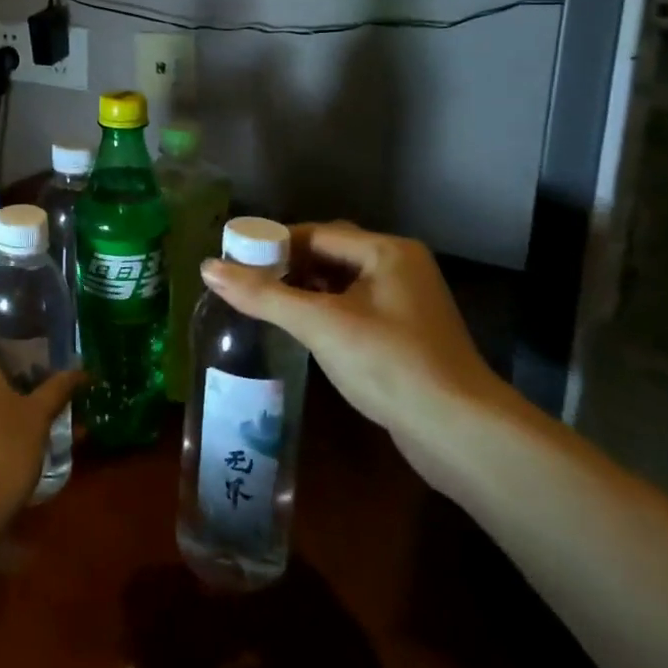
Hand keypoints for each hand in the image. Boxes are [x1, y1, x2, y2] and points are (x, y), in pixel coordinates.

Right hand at [200, 221, 519, 482]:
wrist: (460, 434)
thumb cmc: (389, 363)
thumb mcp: (319, 324)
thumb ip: (262, 295)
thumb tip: (207, 267)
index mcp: (386, 250)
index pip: (317, 234)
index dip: (273, 244)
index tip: (236, 259)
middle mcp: (399, 267)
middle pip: (330, 255)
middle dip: (288, 268)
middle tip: (246, 283)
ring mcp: (406, 303)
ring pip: (342, 284)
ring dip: (305, 292)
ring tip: (263, 304)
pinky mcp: (406, 336)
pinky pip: (354, 309)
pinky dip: (325, 313)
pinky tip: (300, 331)